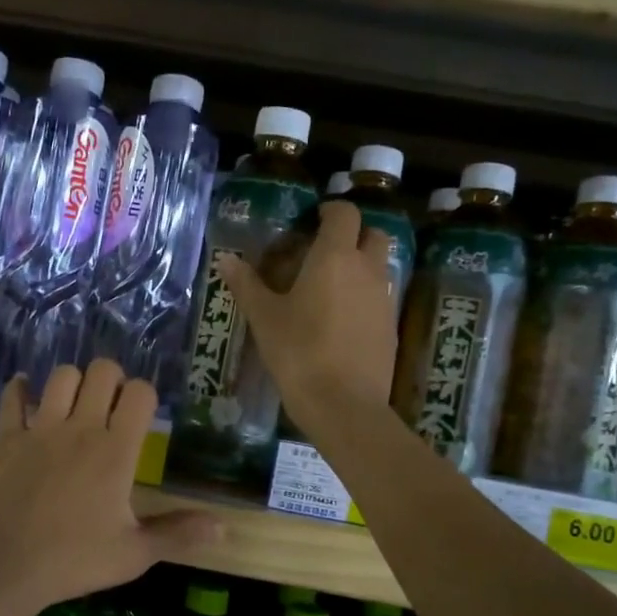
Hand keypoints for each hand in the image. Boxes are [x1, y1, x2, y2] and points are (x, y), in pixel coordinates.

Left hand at [0, 360, 220, 609]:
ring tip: (75, 405)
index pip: (140, 393)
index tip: (142, 417)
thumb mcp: (134, 554)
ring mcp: (40, 429)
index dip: (145, 396)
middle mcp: (80, 428)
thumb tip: (223, 529)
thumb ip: (177, 534)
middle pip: (102, 371)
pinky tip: (24, 391)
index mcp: (115, 451)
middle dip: (112, 379)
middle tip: (111, 406)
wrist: (2, 566)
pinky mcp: (6, 438)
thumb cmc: (73, 560)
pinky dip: (19, 390)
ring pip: (61, 376)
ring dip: (72, 383)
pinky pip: (12, 399)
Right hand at [218, 199, 398, 438]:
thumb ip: (247, 285)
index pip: (345, 214)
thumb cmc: (299, 352)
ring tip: (330, 287)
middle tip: (324, 251)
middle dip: (354, 235)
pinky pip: (380, 297)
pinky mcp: (391, 327)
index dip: (331, 210)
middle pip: (373, 235)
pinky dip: (365, 296)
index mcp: (335, 258)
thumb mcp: (264, 318)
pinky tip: (341, 320)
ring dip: (361, 266)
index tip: (313, 219)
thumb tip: (226, 259)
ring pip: (379, 267)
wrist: (344, 404)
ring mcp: (384, 299)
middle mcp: (367, 270)